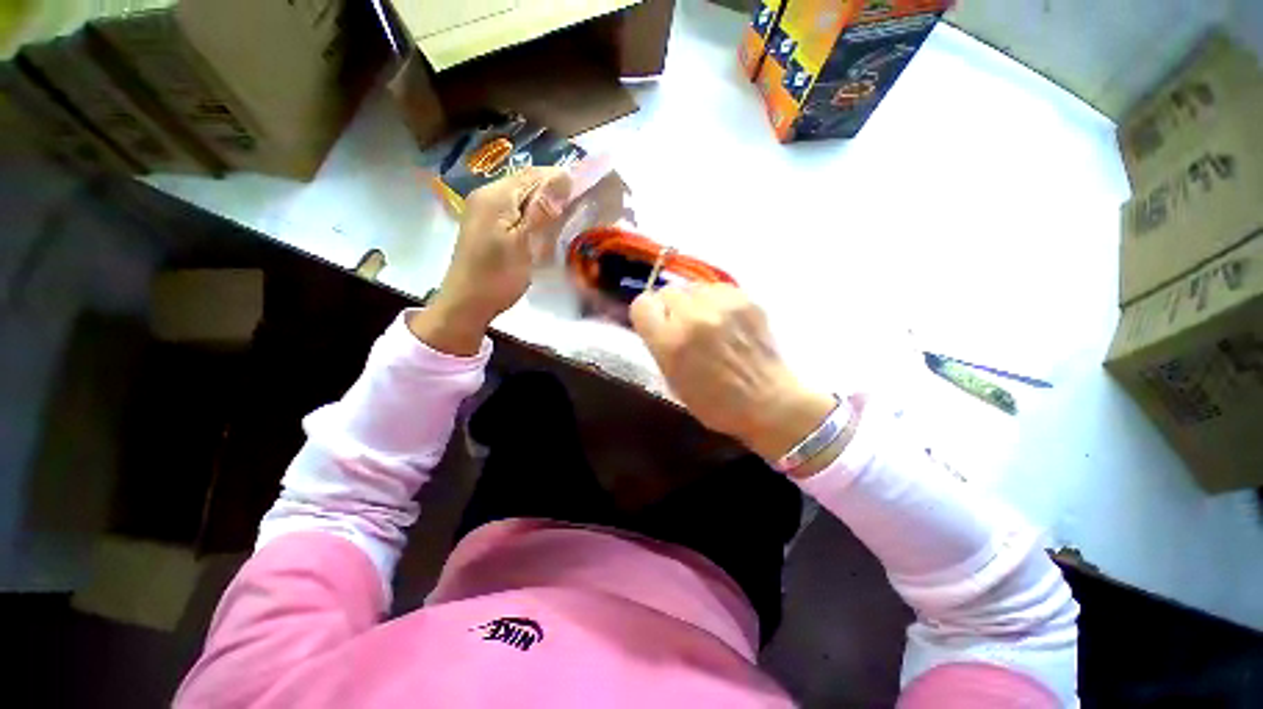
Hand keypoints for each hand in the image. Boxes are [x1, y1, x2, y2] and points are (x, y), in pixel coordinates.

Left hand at [410, 167, 572, 354]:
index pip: (533, 174)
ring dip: (543, 202)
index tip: (586, 191)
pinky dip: (531, 213)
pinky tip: (543, 226)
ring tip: (566, 216)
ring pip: (520, 196)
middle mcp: (487, 195)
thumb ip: (541, 209)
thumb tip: (563, 176)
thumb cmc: (498, 276)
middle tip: (579, 206)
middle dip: (552, 189)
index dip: (560, 178)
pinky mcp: (485, 224)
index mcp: (496, 196)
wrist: (467, 303)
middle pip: (525, 181)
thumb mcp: (523, 243)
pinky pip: (513, 209)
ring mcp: (483, 209)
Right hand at [629, 284, 837, 465]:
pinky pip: (717, 289)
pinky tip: (727, 321)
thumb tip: (658, 319)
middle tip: (684, 327)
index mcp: (671, 342)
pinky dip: (716, 302)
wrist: (768, 401)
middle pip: (667, 292)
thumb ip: (660, 344)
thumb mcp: (672, 379)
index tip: (657, 324)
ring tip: (708, 324)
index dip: (648, 315)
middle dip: (671, 309)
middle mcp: (693, 317)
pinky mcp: (746, 299)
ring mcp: (722, 305)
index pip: (642, 304)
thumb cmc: (714, 402)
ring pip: (693, 287)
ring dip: (694, 303)